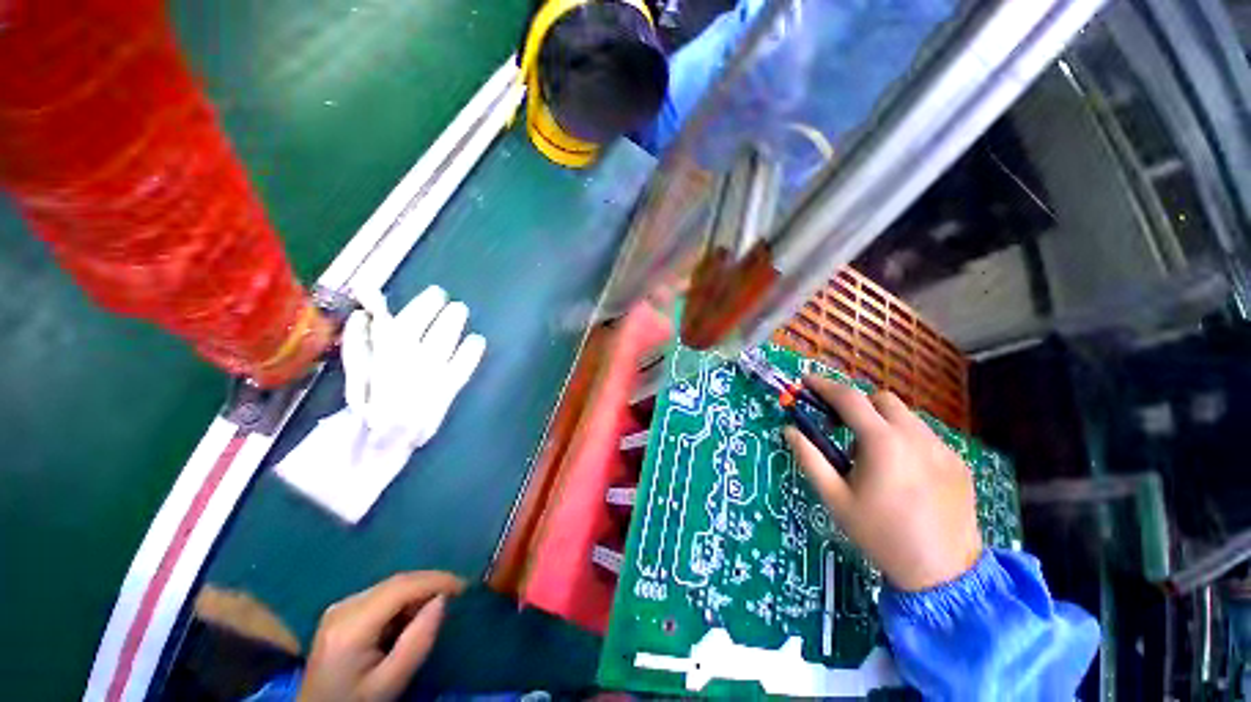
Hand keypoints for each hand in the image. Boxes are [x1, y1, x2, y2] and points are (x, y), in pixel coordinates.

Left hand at [299, 572, 464, 701]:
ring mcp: (340, 607)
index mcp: (351, 625)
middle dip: (429, 584)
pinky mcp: (341, 611)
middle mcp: (343, 606)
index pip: (401, 587)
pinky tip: (411, 614)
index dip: (436, 580)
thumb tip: (443, 600)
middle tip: (457, 594)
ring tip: (437, 606)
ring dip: (417, 591)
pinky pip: (382, 594)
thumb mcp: (389, 683)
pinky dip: (403, 599)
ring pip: (390, 585)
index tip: (464, 586)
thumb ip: (417, 642)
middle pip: (395, 582)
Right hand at [785, 377, 981, 591]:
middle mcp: (915, 436)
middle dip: (854, 404)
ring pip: (904, 416)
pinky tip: (901, 470)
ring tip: (870, 455)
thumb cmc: (880, 534)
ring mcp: (942, 448)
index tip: (805, 381)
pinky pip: (924, 436)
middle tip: (838, 426)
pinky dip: (903, 438)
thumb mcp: (835, 498)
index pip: (848, 398)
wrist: (943, 573)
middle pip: (880, 399)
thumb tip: (790, 430)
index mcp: (882, 442)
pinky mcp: (958, 462)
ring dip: (879, 421)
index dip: (823, 385)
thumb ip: (809, 458)